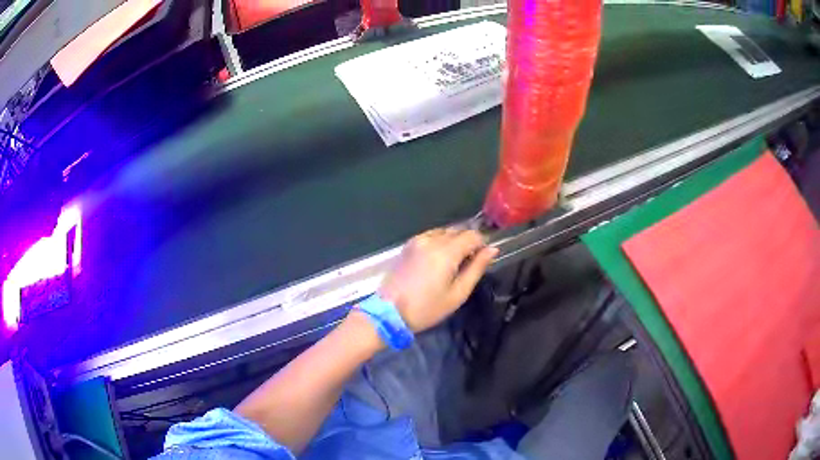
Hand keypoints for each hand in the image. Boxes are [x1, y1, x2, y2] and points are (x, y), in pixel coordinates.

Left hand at [378, 228, 498, 332]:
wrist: (389, 312)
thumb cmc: (426, 308)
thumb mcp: (457, 293)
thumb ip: (476, 268)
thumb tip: (492, 250)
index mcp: (445, 251)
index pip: (472, 235)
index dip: (481, 245)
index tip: (481, 260)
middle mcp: (431, 239)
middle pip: (459, 231)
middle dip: (467, 244)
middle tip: (466, 266)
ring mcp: (417, 240)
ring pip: (445, 232)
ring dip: (453, 243)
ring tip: (451, 266)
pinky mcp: (408, 245)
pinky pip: (431, 236)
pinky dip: (439, 243)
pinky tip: (436, 263)